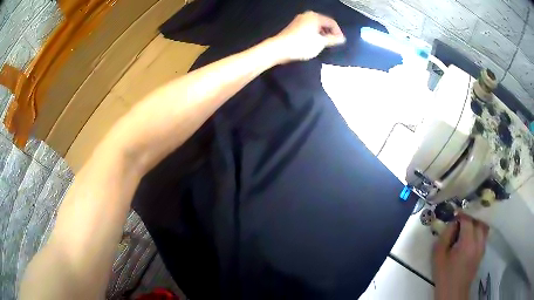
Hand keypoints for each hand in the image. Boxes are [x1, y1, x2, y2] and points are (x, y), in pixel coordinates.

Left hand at [270, 11, 345, 62]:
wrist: (280, 48)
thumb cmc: (302, 44)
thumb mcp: (320, 43)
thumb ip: (333, 40)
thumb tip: (342, 39)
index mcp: (315, 17)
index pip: (332, 22)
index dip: (338, 32)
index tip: (340, 42)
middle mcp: (307, 15)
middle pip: (323, 23)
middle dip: (330, 33)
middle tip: (333, 43)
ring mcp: (299, 20)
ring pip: (316, 26)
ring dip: (322, 34)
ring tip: (323, 45)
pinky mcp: (294, 26)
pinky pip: (309, 28)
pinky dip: (314, 34)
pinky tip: (313, 43)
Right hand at [433, 214, 488, 299]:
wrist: (453, 292)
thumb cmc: (444, 275)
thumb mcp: (438, 256)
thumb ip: (445, 236)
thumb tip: (453, 223)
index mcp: (467, 242)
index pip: (468, 219)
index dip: (461, 214)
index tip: (454, 214)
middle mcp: (478, 241)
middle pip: (478, 220)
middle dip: (470, 216)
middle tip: (460, 219)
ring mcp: (482, 246)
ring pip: (483, 226)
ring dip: (476, 222)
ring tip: (467, 225)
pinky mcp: (483, 251)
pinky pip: (484, 234)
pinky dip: (479, 230)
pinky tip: (471, 235)